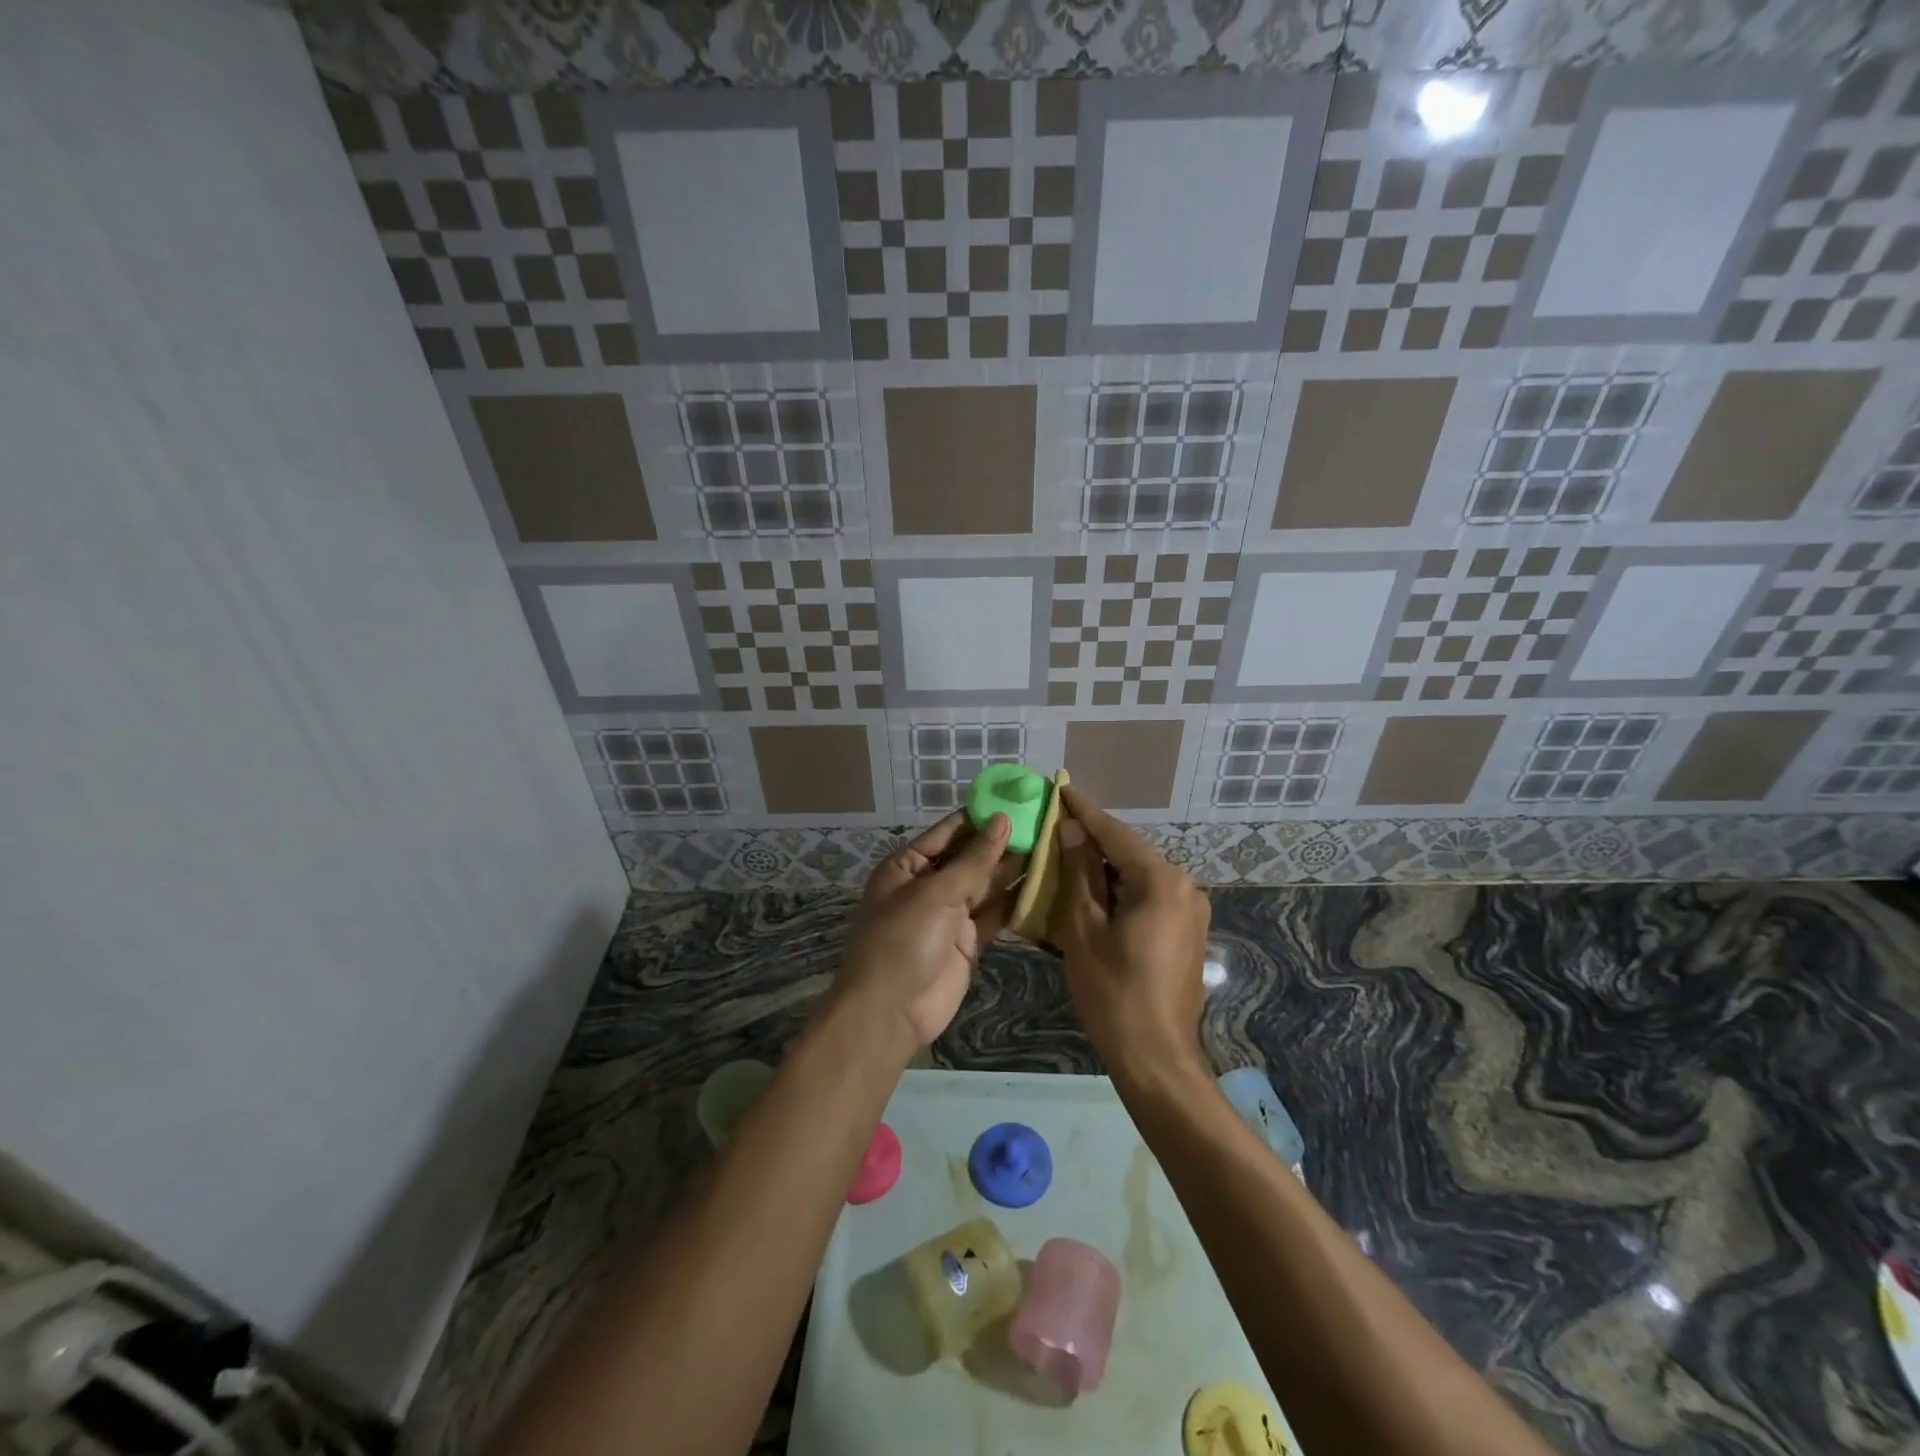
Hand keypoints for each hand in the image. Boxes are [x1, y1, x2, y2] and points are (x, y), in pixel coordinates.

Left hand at [837, 811, 1022, 1049]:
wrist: (890, 1011)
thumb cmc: (903, 939)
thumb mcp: (935, 893)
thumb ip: (974, 859)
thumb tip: (1003, 820)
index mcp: (908, 866)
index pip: (949, 832)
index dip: (981, 816)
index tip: (1017, 798)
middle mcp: (929, 885)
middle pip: (970, 857)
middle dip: (1003, 841)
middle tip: (1045, 821)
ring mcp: (949, 915)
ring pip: (986, 885)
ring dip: (1014, 869)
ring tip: (1052, 845)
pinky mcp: (967, 942)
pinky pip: (994, 915)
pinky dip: (1016, 902)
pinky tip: (1045, 883)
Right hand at [1055, 787, 1211, 1084]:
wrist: (1157, 1058)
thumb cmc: (1113, 993)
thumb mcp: (1084, 929)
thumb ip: (1079, 873)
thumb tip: (1073, 830)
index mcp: (1161, 881)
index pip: (1116, 834)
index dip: (1084, 812)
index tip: (1061, 788)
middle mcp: (1185, 886)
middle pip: (1129, 853)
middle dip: (1092, 842)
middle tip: (1056, 828)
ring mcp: (1191, 910)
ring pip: (1138, 876)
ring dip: (1104, 870)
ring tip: (1066, 860)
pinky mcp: (1188, 932)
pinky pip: (1149, 897)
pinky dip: (1120, 892)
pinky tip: (1092, 896)